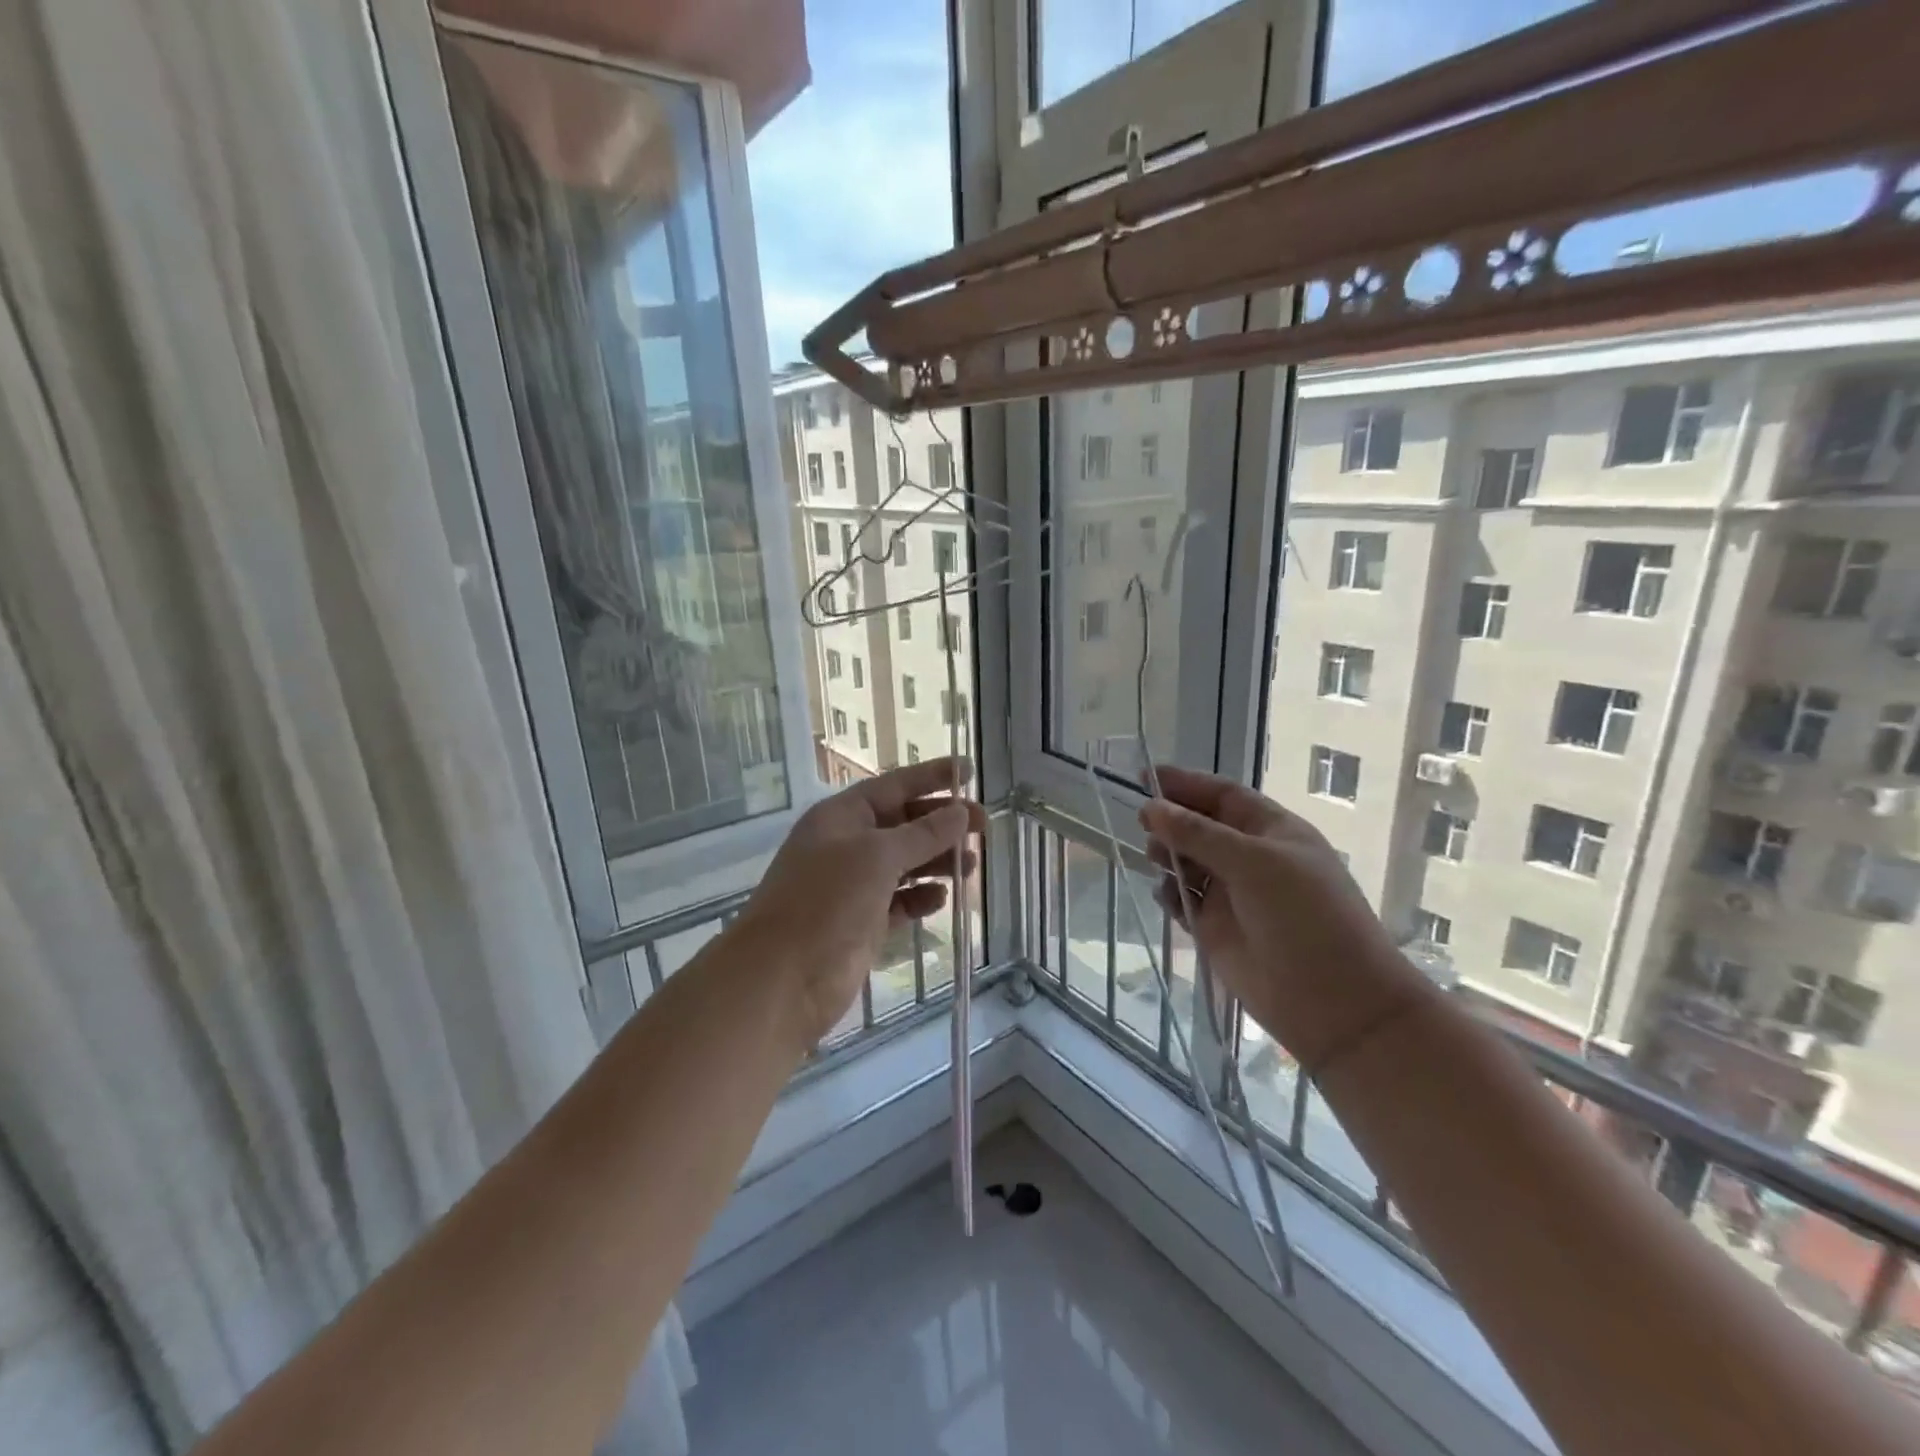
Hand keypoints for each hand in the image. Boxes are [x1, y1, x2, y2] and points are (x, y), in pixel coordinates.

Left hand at [737, 757, 985, 1046]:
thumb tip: (960, 812)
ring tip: (970, 866)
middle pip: (903, 824)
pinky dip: (921, 898)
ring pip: (904, 864)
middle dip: (942, 824)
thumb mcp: (878, 856)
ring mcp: (854, 885)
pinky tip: (941, 900)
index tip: (968, 771)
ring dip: (937, 862)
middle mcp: (847, 845)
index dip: (931, 777)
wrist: (783, 977)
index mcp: (842, 817)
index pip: (894, 786)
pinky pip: (900, 901)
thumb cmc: (827, 901)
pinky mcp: (862, 922)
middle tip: (984, 826)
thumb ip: (923, 833)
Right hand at [1140, 766, 1423, 1072]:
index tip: (1145, 775)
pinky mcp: (1215, 929)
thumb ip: (1198, 834)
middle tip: (1143, 821)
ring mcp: (1232, 894)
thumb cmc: (1305, 917)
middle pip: (1200, 826)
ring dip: (1168, 854)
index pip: (1223, 795)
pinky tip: (1166, 895)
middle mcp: (1251, 858)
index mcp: (1272, 831)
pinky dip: (1169, 893)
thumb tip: (1150, 808)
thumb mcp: (1254, 863)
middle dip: (1172, 820)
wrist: (1334, 1002)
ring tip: (1156, 857)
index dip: (1186, 783)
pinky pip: (1182, 900)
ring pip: (1187, 862)